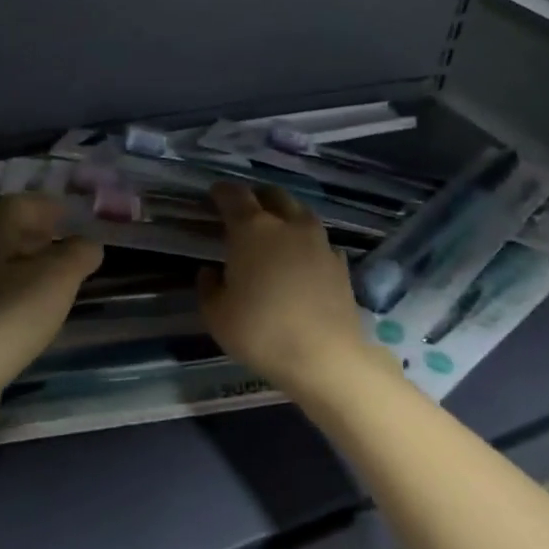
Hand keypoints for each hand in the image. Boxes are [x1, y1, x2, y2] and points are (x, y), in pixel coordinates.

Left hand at [0, 194, 102, 397]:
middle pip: (8, 238)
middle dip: (42, 238)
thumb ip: (77, 255)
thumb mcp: (56, 278)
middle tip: (75, 250)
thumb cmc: (6, 316)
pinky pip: (0, 306)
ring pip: (4, 273)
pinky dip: (23, 305)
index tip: (74, 217)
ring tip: (65, 286)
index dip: (45, 205)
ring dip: (33, 273)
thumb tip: (89, 244)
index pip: (15, 205)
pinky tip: (40, 323)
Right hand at [196, 182, 392, 400]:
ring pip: (300, 213)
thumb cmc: (261, 331)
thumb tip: (211, 272)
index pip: (234, 195)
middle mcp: (288, 225)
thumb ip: (208, 287)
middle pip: (273, 195)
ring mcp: (319, 242)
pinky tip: (301, 261)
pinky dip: (306, 244)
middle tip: (245, 211)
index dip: (222, 192)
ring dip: (285, 216)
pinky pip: (319, 242)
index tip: (214, 195)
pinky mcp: (340, 263)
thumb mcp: (217, 315)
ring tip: (274, 234)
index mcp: (252, 229)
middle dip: (257, 197)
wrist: (325, 355)